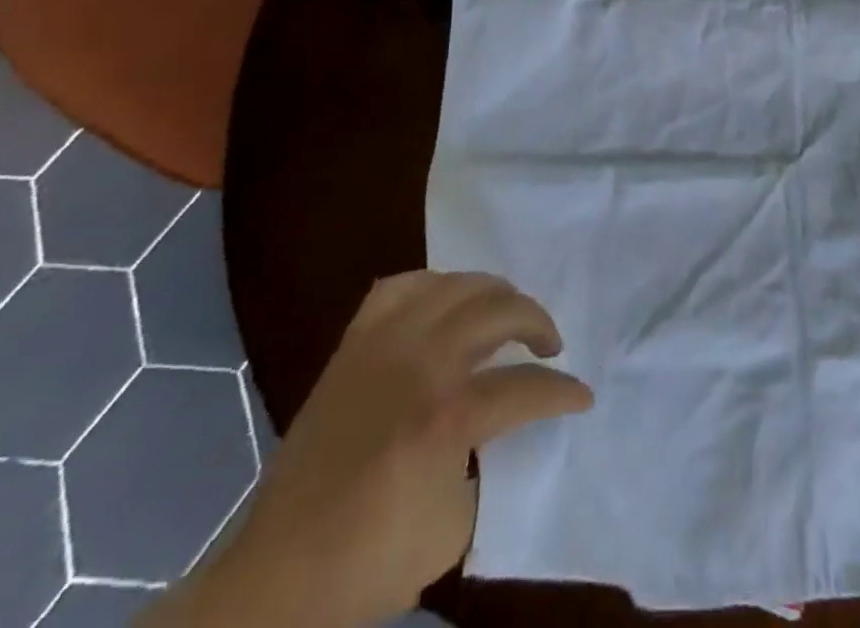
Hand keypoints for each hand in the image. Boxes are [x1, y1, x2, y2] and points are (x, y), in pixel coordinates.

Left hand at [151, 271, 591, 627]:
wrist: (277, 576)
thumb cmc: (369, 561)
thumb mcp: (454, 525)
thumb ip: (488, 459)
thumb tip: (503, 423)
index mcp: (447, 416)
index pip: (526, 385)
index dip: (563, 392)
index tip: (582, 398)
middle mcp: (420, 363)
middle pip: (498, 309)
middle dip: (537, 322)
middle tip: (549, 346)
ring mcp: (382, 345)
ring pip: (456, 284)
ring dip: (494, 294)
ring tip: (505, 315)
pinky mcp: (353, 345)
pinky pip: (400, 287)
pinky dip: (432, 285)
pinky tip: (445, 303)